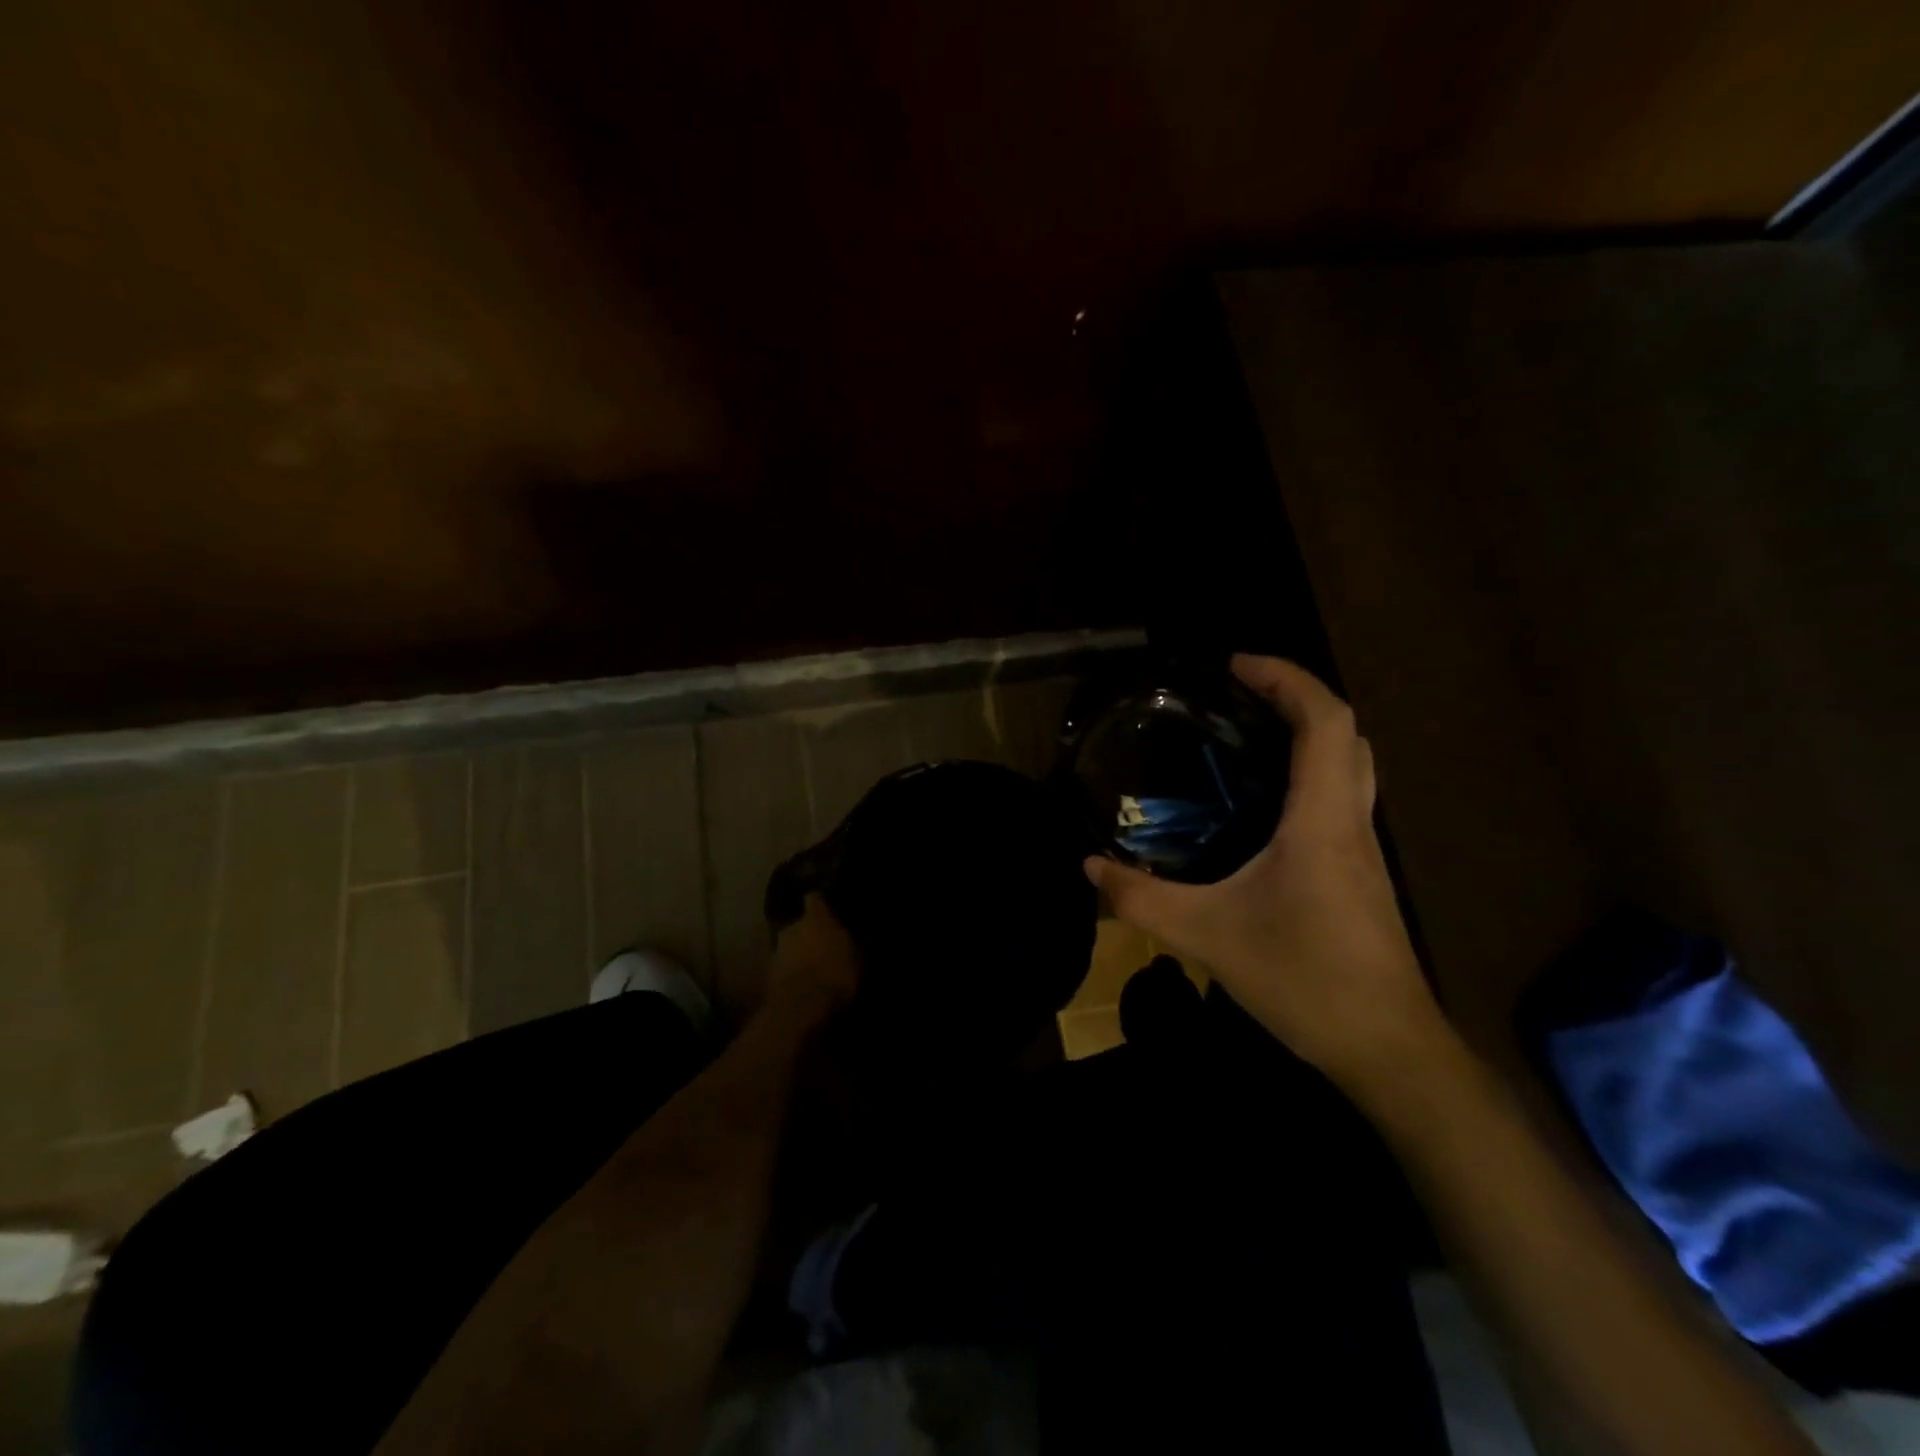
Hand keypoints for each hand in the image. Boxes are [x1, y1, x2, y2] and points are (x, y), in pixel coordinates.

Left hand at [767, 894, 859, 1019]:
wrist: (800, 1006)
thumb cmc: (834, 975)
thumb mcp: (856, 962)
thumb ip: (850, 946)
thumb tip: (852, 941)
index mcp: (816, 919)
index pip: (814, 899)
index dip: (820, 905)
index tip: (827, 910)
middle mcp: (792, 927)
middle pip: (800, 925)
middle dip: (808, 934)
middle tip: (822, 948)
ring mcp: (777, 950)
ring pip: (789, 946)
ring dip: (797, 954)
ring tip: (811, 970)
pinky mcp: (767, 973)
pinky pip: (782, 967)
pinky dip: (789, 972)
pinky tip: (800, 985)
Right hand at [1085, 655, 1445, 1087]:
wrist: (1386, 1047)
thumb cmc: (1304, 979)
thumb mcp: (1206, 936)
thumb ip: (1141, 898)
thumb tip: (1089, 865)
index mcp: (1322, 820)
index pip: (1325, 721)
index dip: (1286, 679)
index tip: (1236, 666)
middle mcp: (1351, 821)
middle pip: (1346, 733)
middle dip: (1296, 697)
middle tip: (1239, 693)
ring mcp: (1362, 849)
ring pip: (1350, 765)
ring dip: (1308, 733)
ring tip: (1248, 734)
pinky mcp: (1359, 873)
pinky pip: (1340, 798)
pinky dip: (1309, 774)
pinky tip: (1263, 804)